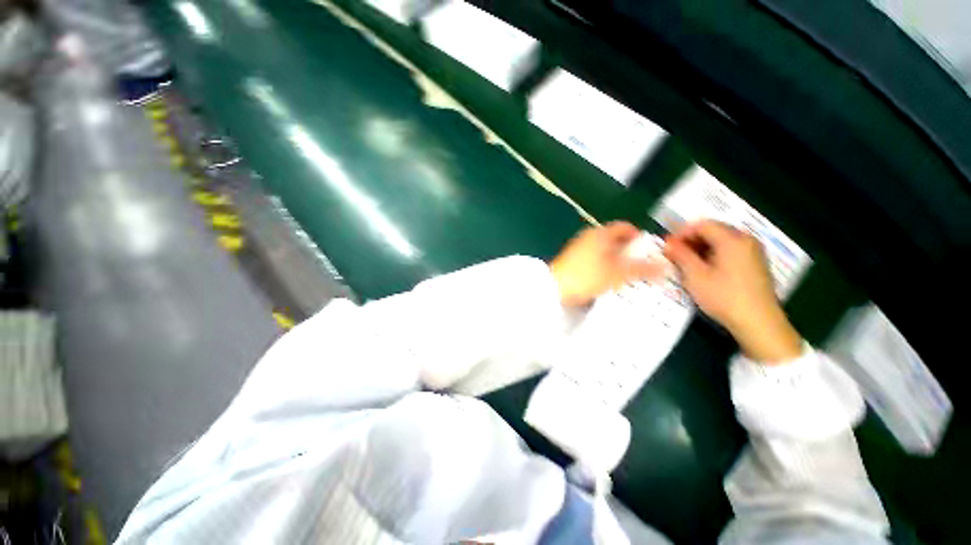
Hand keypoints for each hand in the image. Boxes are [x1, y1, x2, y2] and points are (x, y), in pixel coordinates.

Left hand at [550, 222, 664, 306]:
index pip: (625, 227)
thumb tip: (666, 267)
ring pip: (604, 250)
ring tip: (628, 275)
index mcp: (600, 233)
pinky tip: (608, 279)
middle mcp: (589, 236)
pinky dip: (604, 265)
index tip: (649, 251)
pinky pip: (594, 258)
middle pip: (615, 239)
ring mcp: (578, 247)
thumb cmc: (586, 276)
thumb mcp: (618, 273)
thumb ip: (642, 269)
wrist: (554, 287)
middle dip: (630, 251)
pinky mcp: (572, 259)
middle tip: (642, 265)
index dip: (639, 237)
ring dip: (617, 260)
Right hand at [664, 221, 802, 362]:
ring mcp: (754, 252)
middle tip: (675, 255)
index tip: (668, 246)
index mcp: (732, 240)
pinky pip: (731, 251)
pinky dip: (714, 255)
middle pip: (714, 230)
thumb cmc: (723, 297)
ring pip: (722, 241)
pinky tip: (705, 271)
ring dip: (702, 248)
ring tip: (687, 264)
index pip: (702, 224)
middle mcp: (746, 240)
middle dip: (691, 240)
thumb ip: (680, 255)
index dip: (682, 233)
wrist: (758, 323)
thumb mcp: (695, 275)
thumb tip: (668, 242)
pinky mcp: (756, 264)